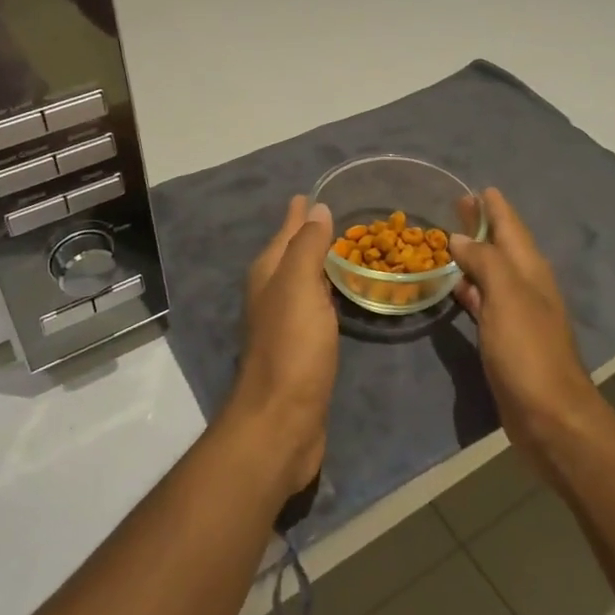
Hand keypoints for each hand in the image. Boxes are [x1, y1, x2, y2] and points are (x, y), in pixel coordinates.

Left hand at [228, 195, 339, 499]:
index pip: (286, 232)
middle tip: (341, 216)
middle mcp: (272, 293)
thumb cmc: (292, 347)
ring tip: (346, 248)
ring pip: (304, 280)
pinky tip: (341, 294)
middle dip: (310, 234)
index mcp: (268, 274)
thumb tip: (315, 208)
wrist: (282, 421)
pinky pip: (316, 307)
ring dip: (320, 263)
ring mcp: (285, 323)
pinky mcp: (302, 349)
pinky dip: (328, 293)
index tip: (318, 193)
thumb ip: (307, 246)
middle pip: (292, 254)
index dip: (300, 213)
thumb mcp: (299, 286)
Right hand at [451, 188, 604, 482]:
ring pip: (491, 272)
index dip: (495, 206)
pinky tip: (455, 286)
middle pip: (501, 245)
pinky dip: (469, 287)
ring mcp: (516, 313)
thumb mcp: (507, 296)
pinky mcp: (505, 338)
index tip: (477, 187)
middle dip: (481, 225)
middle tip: (456, 204)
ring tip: (448, 239)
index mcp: (529, 270)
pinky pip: (484, 301)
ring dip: (473, 255)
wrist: (550, 415)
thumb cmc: (528, 350)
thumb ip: (484, 261)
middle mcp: (525, 286)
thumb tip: (460, 238)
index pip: (511, 226)